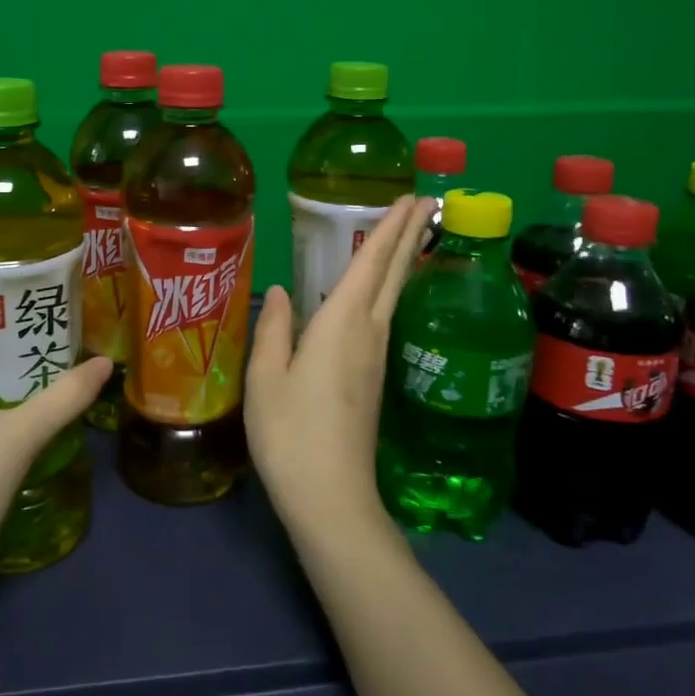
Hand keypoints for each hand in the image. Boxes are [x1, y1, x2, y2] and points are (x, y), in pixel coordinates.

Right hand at [245, 195, 431, 536]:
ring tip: (408, 233)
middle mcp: (367, 334)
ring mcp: (375, 358)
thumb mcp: (265, 379)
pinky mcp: (374, 379)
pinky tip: (379, 292)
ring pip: (393, 296)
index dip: (390, 228)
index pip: (371, 264)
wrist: (332, 497)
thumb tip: (282, 290)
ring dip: (403, 260)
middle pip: (395, 275)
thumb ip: (274, 329)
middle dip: (410, 235)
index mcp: (340, 325)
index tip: (410, 198)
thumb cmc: (290, 434)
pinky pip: (383, 318)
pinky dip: (388, 290)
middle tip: (428, 201)